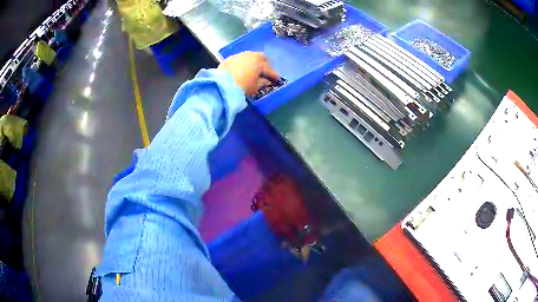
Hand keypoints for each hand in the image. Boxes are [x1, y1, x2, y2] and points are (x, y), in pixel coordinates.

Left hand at [218, 51, 278, 95]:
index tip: (277, 79)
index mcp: (259, 63)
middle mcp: (250, 56)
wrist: (221, 84)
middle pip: (261, 56)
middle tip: (265, 70)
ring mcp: (239, 55)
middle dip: (265, 63)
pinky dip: (244, 62)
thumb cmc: (241, 87)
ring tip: (253, 68)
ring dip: (253, 61)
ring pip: (250, 55)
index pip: (269, 69)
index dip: (274, 75)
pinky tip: (242, 68)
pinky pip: (240, 58)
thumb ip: (262, 83)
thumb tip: (266, 81)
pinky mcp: (230, 58)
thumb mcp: (254, 87)